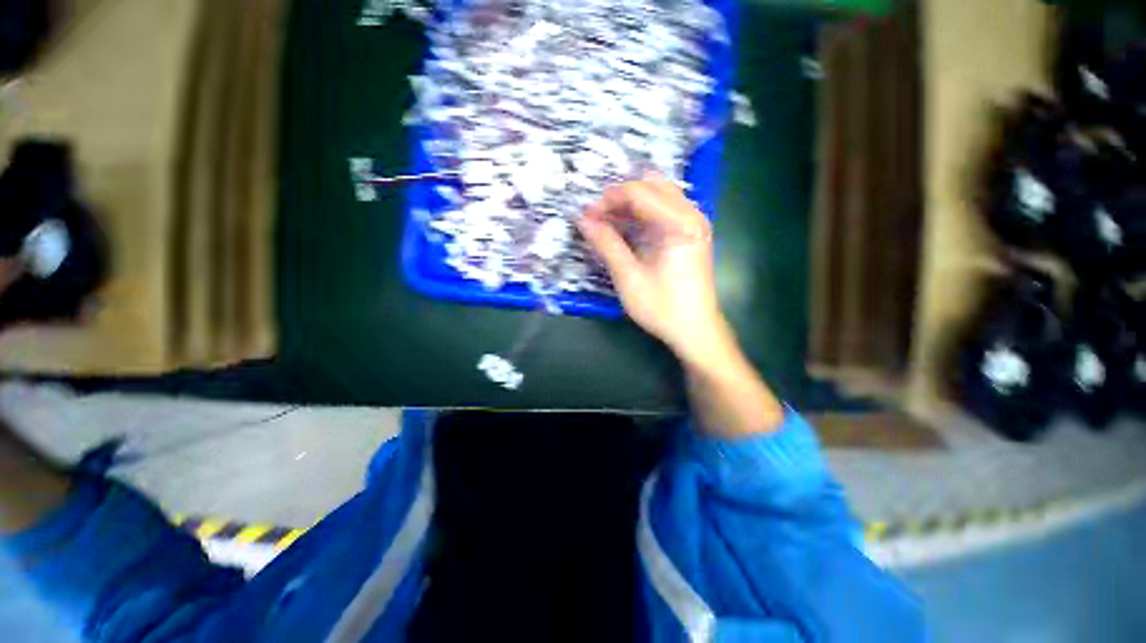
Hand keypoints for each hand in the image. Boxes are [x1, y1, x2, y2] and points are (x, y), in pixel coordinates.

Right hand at [578, 178, 731, 364]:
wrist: (695, 330)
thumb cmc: (662, 307)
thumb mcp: (628, 277)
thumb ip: (606, 244)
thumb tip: (583, 220)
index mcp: (679, 223)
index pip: (639, 192)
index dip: (608, 200)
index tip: (586, 216)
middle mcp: (691, 215)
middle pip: (651, 186)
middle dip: (620, 197)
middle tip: (597, 217)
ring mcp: (694, 223)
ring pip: (658, 195)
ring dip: (631, 204)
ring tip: (607, 222)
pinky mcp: (691, 234)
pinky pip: (664, 210)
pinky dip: (643, 214)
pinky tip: (627, 228)